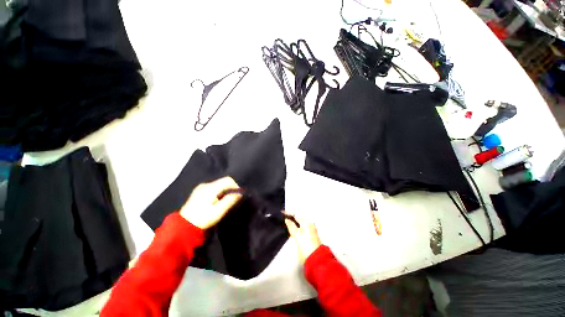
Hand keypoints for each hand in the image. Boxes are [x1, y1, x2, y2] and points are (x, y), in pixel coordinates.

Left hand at [180, 177, 241, 229]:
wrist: (183, 226)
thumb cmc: (202, 219)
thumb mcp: (218, 212)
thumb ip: (230, 201)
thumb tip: (239, 193)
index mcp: (210, 188)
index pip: (228, 180)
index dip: (235, 186)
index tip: (237, 196)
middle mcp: (205, 185)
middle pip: (223, 181)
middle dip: (230, 189)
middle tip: (231, 200)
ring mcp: (201, 187)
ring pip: (219, 184)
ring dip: (224, 191)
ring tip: (223, 202)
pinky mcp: (199, 191)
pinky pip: (213, 187)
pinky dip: (218, 192)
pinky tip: (216, 202)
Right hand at [284, 213, 320, 262]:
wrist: (315, 259)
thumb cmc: (306, 246)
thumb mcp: (297, 235)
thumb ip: (291, 226)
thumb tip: (287, 219)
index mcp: (306, 222)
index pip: (296, 215)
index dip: (288, 214)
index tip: (281, 213)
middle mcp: (309, 225)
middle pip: (298, 219)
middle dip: (290, 219)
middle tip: (282, 219)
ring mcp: (310, 231)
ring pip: (299, 225)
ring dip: (292, 224)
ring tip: (284, 224)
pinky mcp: (309, 237)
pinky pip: (300, 229)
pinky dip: (295, 229)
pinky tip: (290, 231)